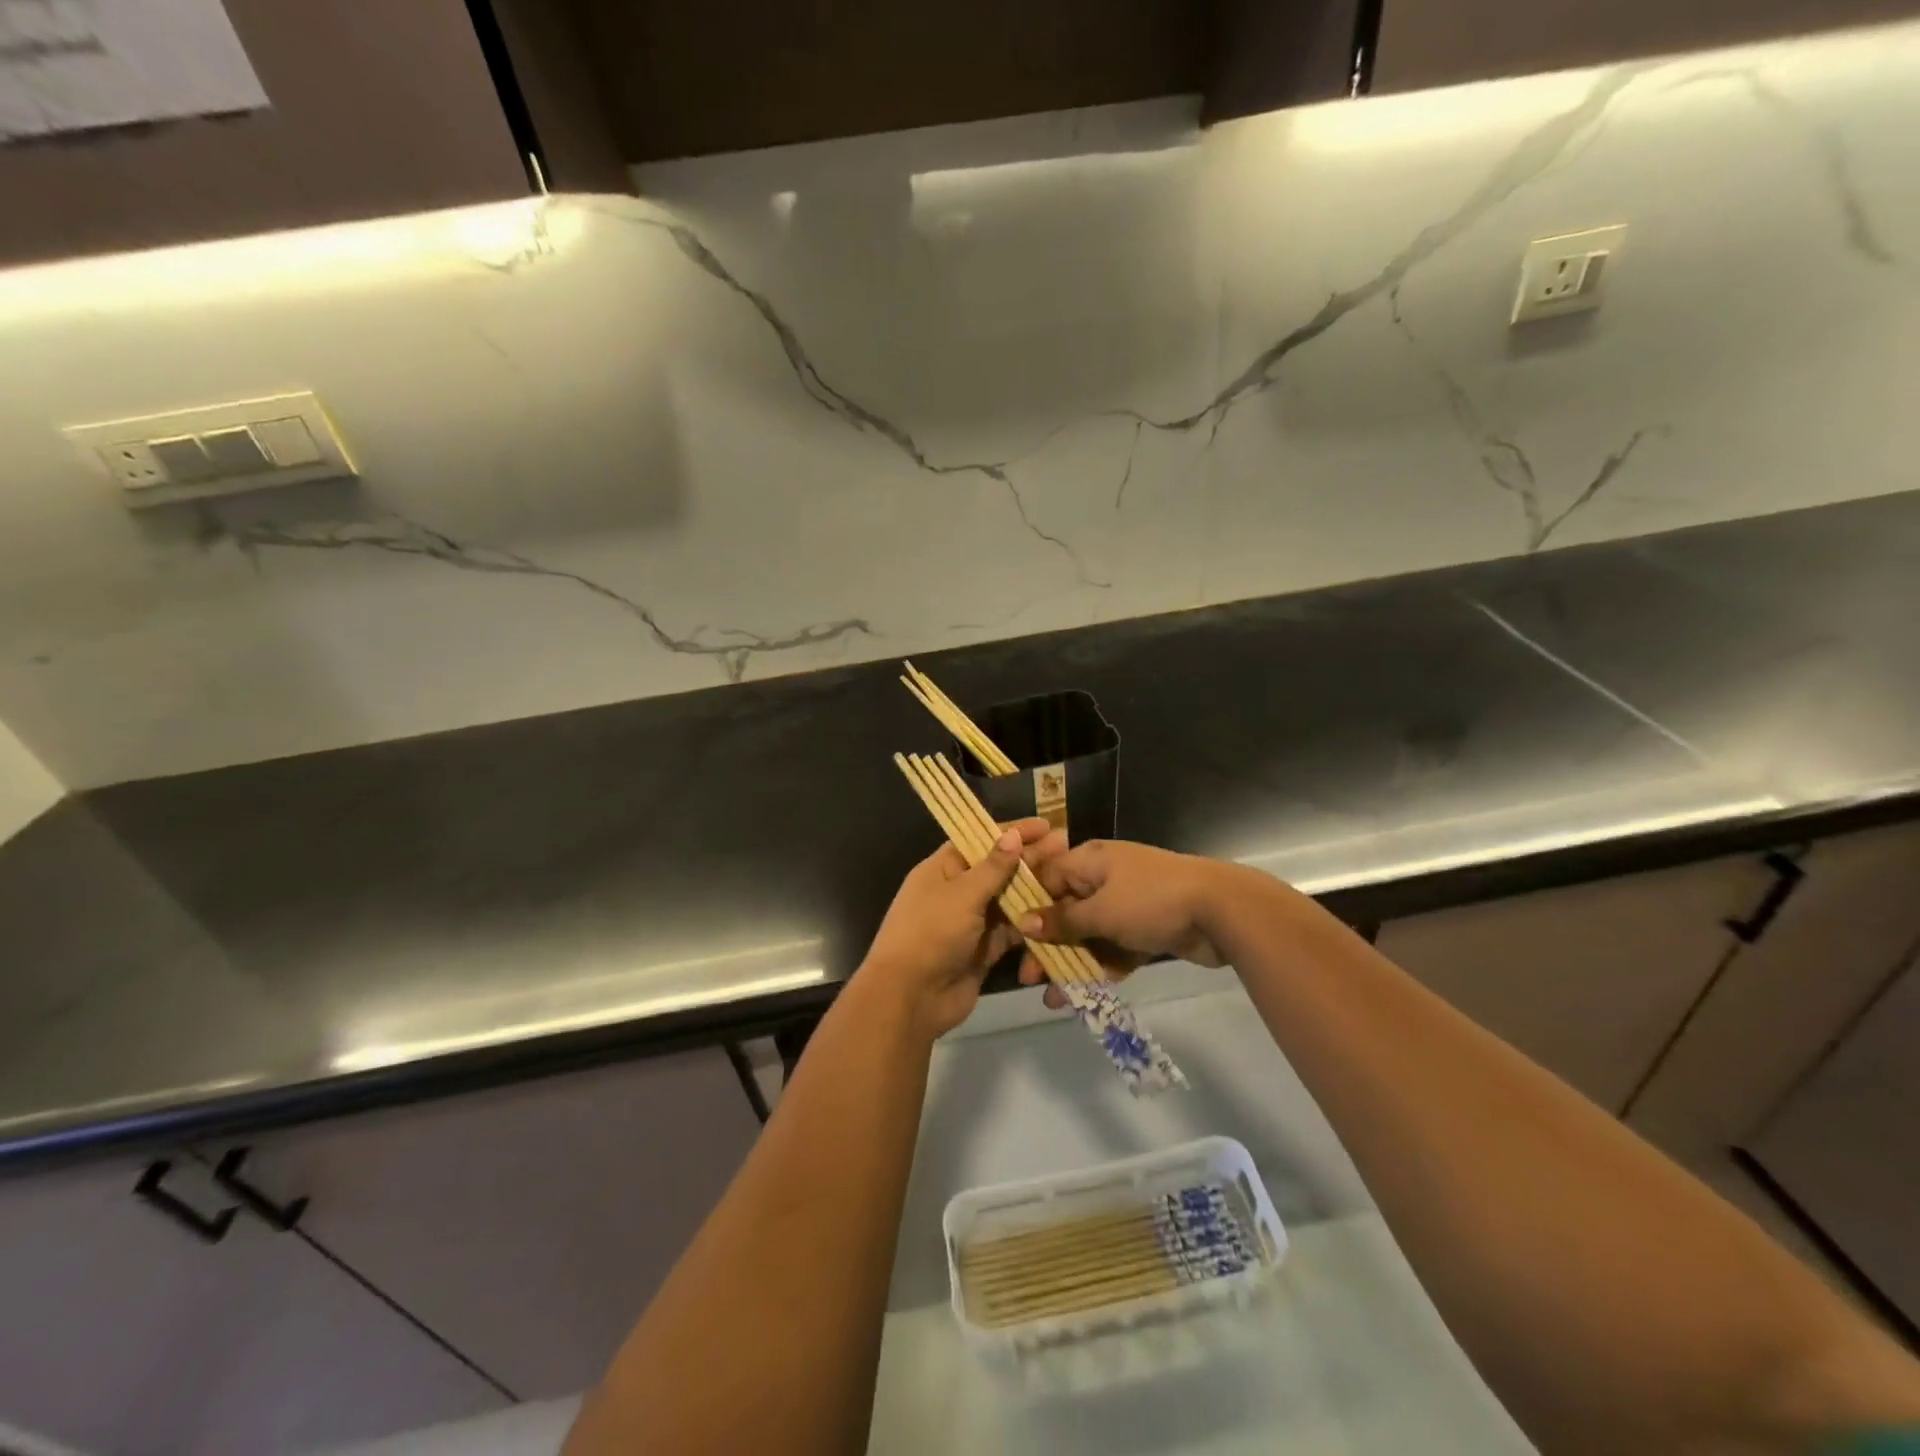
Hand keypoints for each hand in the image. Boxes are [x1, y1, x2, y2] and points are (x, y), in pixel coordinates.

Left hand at [860, 818, 1053, 1037]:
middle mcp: (957, 891)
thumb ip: (993, 867)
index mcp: (943, 869)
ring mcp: (972, 922)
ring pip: (1008, 900)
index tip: (1044, 825)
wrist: (911, 998)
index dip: (1011, 832)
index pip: (980, 841)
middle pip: (998, 869)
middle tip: (1066, 847)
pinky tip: (1059, 913)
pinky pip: (1012, 931)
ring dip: (1035, 890)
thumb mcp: (962, 894)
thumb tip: (1013, 834)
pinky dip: (1031, 924)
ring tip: (1069, 878)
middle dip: (1030, 859)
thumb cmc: (930, 934)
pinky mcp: (984, 950)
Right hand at [1014, 837, 1233, 1008]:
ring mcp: (1128, 904)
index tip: (1011, 939)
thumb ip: (1062, 920)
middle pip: (1066, 911)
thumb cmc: (1151, 900)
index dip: (1028, 908)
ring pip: (1090, 935)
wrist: (1221, 911)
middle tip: (1029, 978)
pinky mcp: (1146, 929)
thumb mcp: (1101, 911)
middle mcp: (1105, 878)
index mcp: (1090, 861)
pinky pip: (1114, 948)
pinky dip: (1101, 968)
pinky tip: (1085, 996)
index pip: (1047, 879)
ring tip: (1054, 999)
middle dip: (1048, 945)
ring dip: (1072, 964)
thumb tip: (1024, 921)